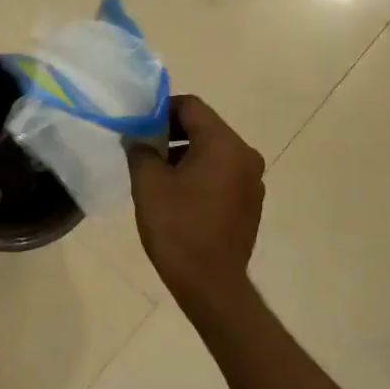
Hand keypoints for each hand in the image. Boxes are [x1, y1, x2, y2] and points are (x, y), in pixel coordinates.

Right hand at [127, 95, 264, 315]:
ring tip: (156, 177)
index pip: (191, 106)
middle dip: (171, 134)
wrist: (210, 282)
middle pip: (205, 129)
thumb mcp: (148, 184)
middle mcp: (246, 156)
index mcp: (224, 144)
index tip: (137, 126)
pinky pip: (221, 177)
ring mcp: (252, 182)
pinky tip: (177, 199)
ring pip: (213, 154)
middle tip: (142, 151)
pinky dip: (199, 177)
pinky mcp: (250, 205)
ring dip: (184, 157)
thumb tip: (137, 139)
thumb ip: (140, 151)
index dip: (161, 109)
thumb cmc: (177, 227)